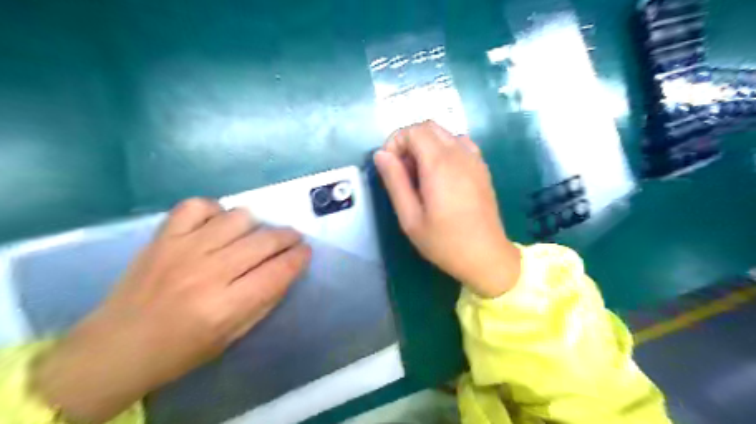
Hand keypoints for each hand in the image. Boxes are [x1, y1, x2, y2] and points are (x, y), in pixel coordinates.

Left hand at [32, 199, 309, 422]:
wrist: (115, 347)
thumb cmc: (180, 350)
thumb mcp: (233, 335)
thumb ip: (265, 300)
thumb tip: (287, 269)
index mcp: (225, 306)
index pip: (278, 271)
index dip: (299, 258)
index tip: (306, 251)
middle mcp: (207, 273)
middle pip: (264, 242)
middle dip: (288, 237)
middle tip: (293, 239)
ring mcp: (182, 249)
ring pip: (238, 218)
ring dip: (257, 225)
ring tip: (255, 235)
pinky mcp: (163, 237)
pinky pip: (198, 205)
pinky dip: (215, 210)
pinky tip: (219, 224)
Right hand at [371, 120, 519, 297]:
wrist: (487, 256)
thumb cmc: (444, 242)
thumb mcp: (410, 217)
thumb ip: (394, 182)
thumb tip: (381, 155)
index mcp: (439, 164)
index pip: (413, 130)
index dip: (395, 142)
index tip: (390, 167)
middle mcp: (459, 153)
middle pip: (429, 127)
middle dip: (409, 141)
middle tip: (403, 172)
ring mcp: (475, 159)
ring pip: (445, 133)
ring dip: (426, 145)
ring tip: (421, 175)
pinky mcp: (482, 167)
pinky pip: (460, 144)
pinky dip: (444, 150)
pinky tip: (441, 176)